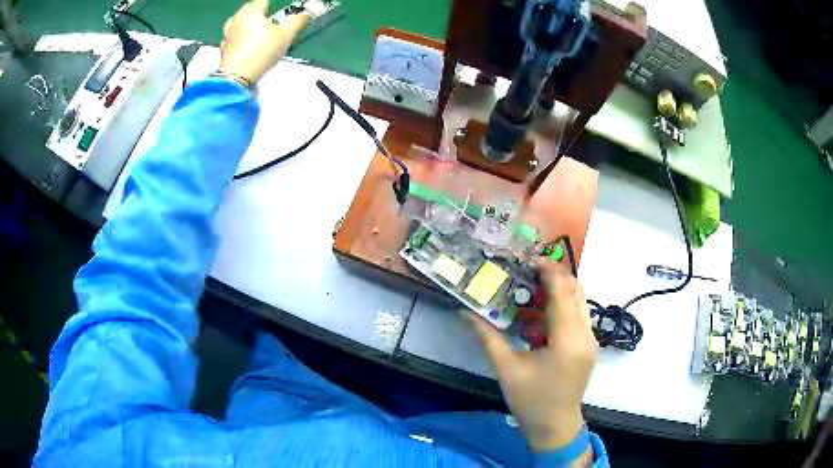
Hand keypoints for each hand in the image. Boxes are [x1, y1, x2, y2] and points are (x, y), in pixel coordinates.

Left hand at [220, 0, 308, 82]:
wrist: (237, 77)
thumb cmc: (261, 51)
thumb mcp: (286, 35)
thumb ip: (297, 22)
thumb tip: (304, 15)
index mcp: (252, 11)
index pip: (263, 0)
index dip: (271, 4)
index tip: (277, 10)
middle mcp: (237, 19)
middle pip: (249, 10)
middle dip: (258, 13)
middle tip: (269, 20)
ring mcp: (228, 34)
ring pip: (238, 23)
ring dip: (246, 25)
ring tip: (256, 32)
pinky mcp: (223, 48)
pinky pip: (232, 38)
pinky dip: (239, 39)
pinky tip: (246, 45)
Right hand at [472, 262, 597, 451]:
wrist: (556, 426)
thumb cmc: (531, 401)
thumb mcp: (507, 369)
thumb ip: (488, 338)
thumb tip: (466, 313)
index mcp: (567, 339)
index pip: (562, 292)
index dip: (547, 270)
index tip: (527, 258)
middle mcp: (586, 334)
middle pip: (576, 290)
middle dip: (554, 275)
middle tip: (527, 270)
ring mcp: (591, 340)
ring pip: (581, 301)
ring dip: (560, 289)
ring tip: (532, 287)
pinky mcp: (589, 346)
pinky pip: (579, 315)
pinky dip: (563, 306)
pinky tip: (541, 313)